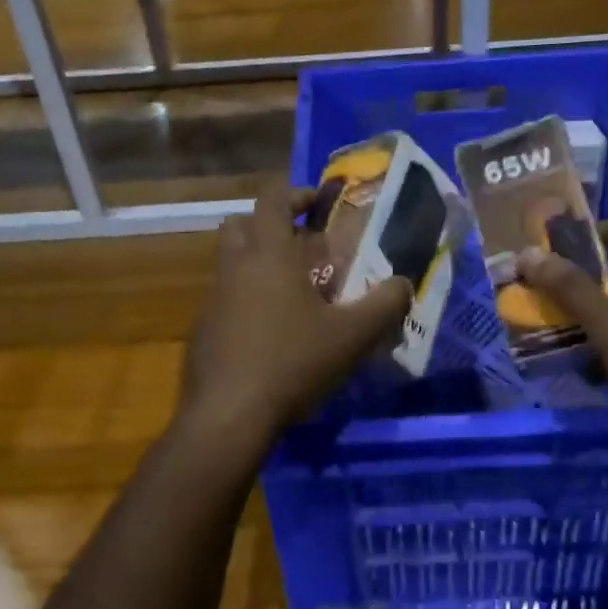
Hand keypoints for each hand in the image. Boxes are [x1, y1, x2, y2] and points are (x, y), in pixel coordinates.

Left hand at [179, 181, 412, 447]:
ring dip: (258, 266)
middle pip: (240, 224)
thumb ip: (385, 304)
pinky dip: (247, 302)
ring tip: (294, 295)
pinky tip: (272, 336)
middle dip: (269, 226)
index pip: (272, 199)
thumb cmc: (293, 362)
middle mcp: (234, 268)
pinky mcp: (203, 331)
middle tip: (301, 247)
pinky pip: (226, 301)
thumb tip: (404, 284)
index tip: (319, 204)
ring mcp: (213, 300)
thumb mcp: (352, 336)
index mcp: (267, 255)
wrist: (230, 415)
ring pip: (230, 264)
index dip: (297, 193)